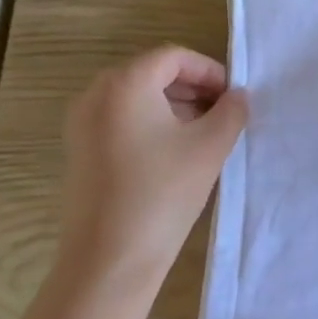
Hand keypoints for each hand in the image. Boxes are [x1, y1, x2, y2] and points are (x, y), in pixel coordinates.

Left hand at [60, 45, 247, 285]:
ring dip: (174, 105)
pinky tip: (175, 153)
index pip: (173, 57)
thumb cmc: (162, 194)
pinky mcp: (79, 150)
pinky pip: (120, 119)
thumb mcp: (210, 147)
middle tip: (223, 112)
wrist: (108, 261)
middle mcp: (95, 94)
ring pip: (136, 97)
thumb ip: (231, 111)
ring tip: (204, 133)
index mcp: (124, 83)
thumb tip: (238, 96)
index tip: (233, 96)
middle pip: (152, 73)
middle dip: (192, 87)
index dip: (209, 70)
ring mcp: (81, 123)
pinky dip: (151, 123)